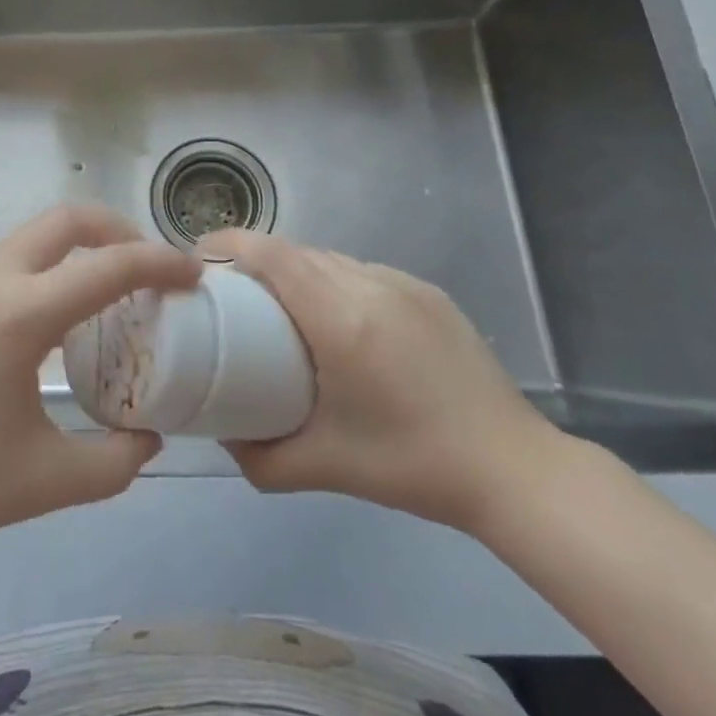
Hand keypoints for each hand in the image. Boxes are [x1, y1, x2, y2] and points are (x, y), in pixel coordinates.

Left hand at [0, 206, 200, 561]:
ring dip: (72, 254)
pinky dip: (36, 276)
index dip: (160, 262)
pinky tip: (37, 332)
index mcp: (21, 313)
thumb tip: (147, 439)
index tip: (193, 272)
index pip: (108, 266)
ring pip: (27, 242)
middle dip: (115, 230)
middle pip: (64, 220)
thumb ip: (113, 462)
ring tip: (96, 304)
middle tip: (146, 268)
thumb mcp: (44, 482)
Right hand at [205, 229, 563, 534]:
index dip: (230, 245)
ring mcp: (402, 284)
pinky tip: (337, 318)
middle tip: (232, 293)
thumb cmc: (413, 466)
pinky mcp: (427, 292)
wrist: (515, 470)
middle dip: (255, 259)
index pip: (272, 254)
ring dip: (295, 269)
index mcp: (341, 320)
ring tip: (280, 304)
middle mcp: (369, 285)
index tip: (199, 260)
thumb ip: (260, 458)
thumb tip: (221, 435)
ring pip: (329, 257)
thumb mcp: (325, 468)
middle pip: (295, 251)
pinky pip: (361, 270)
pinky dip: (333, 280)